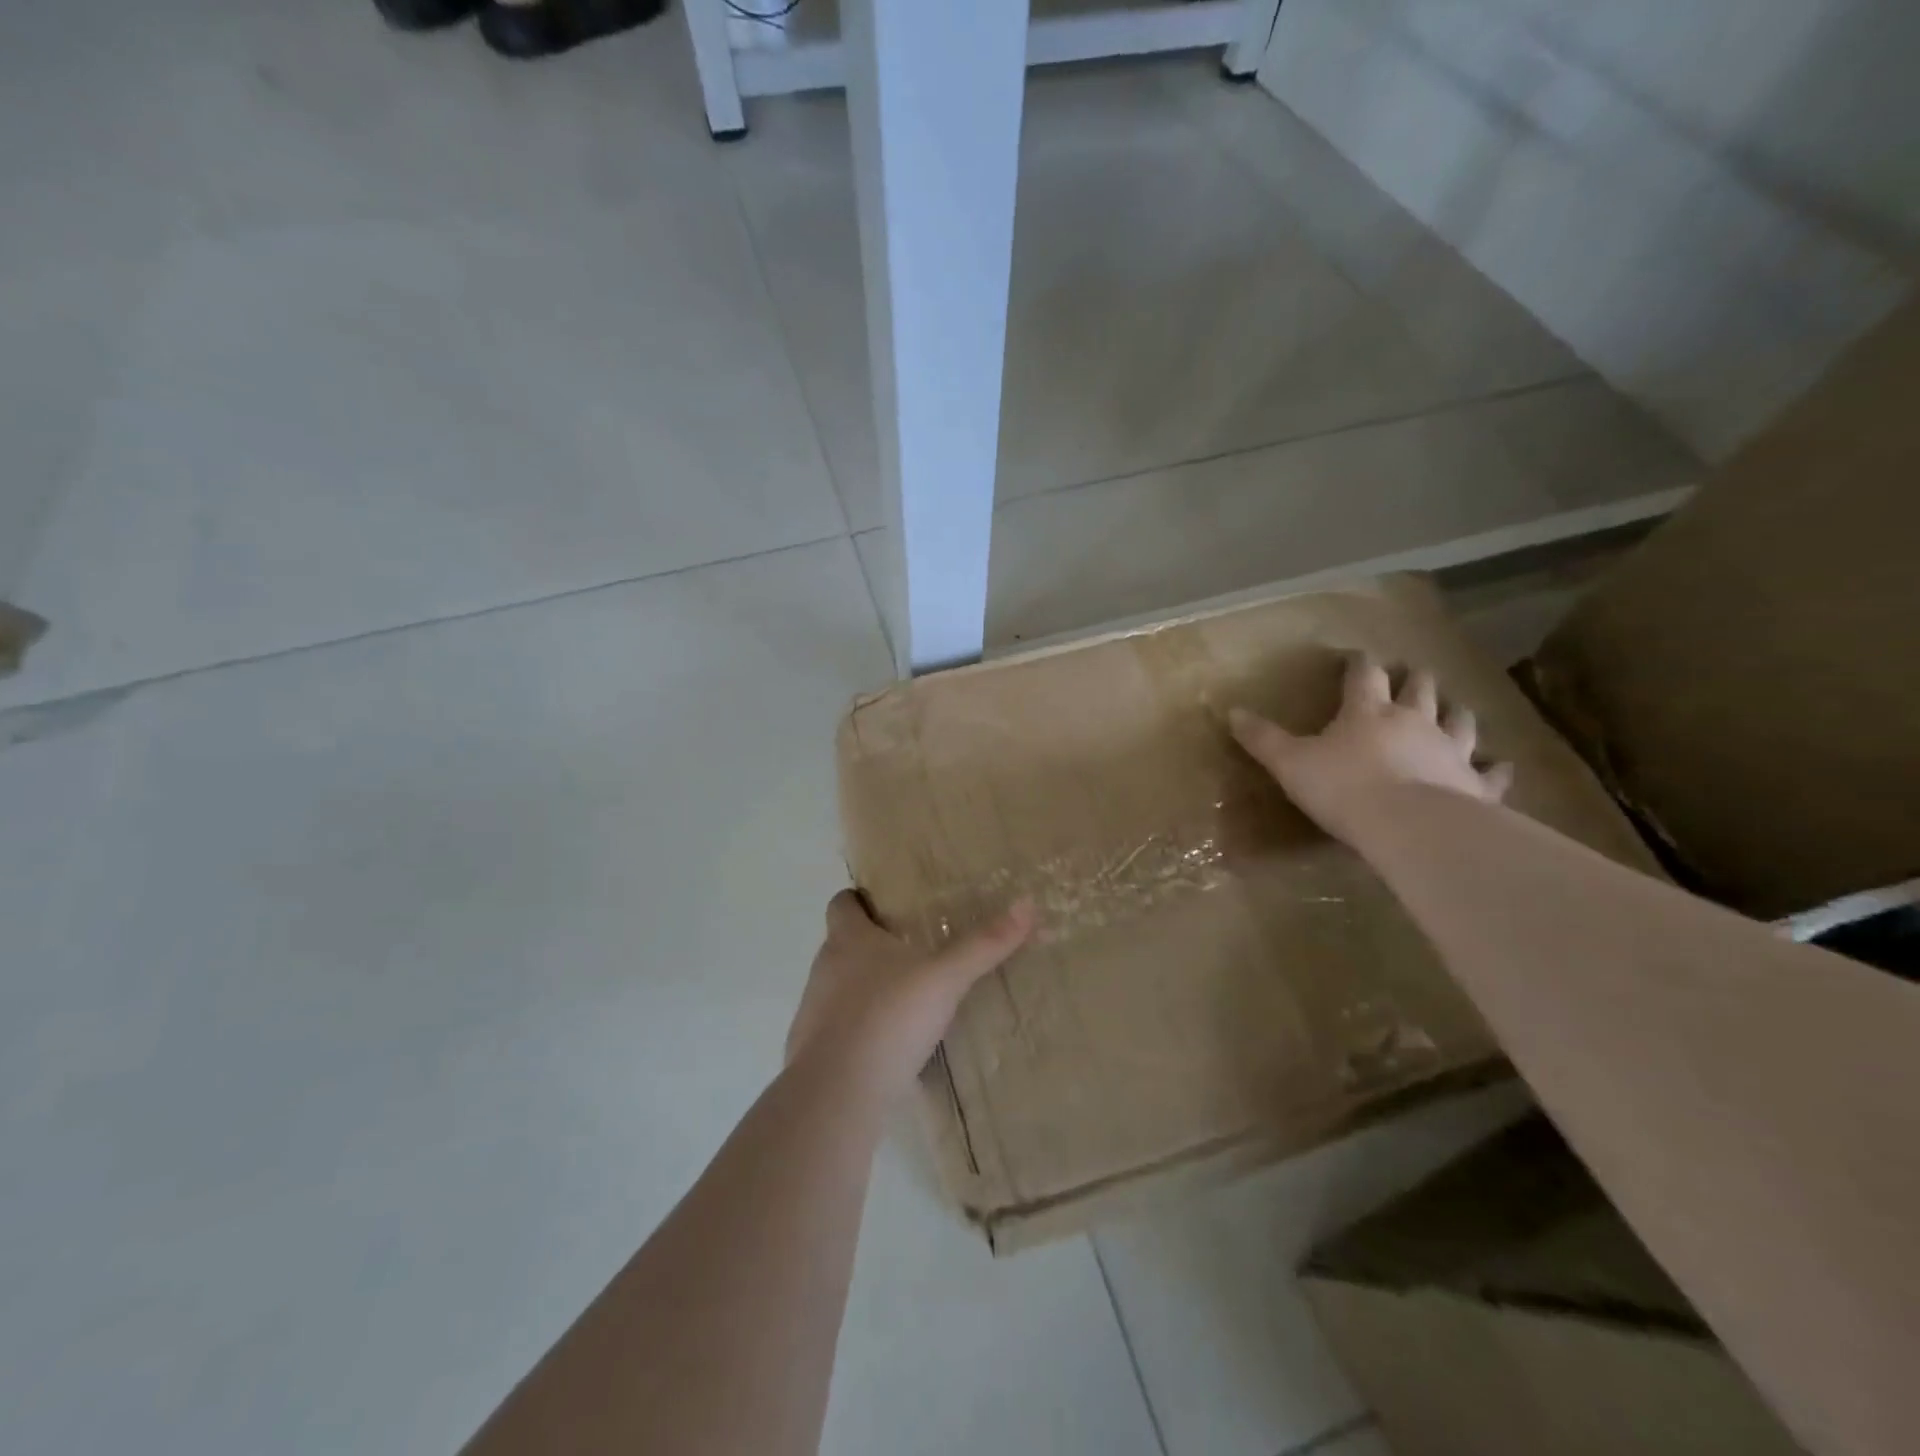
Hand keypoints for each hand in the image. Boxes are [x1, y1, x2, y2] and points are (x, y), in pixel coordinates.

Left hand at [787, 890, 1035, 1099]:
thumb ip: (983, 945)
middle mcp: (825, 967)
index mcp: (849, 939)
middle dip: (872, 946)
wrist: (838, 1091)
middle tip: (912, 951)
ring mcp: (813, 1010)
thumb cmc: (889, 1017)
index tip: (885, 905)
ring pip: (840, 987)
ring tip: (906, 999)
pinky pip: (838, 1029)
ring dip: (866, 989)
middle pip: (842, 944)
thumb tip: (1026, 905)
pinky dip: (860, 1029)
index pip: (842, 904)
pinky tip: (890, 1046)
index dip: (860, 901)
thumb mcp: (945, 978)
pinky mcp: (812, 1050)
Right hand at [1228, 655, 1512, 843]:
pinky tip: (1502, 764)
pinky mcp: (1475, 784)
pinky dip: (1496, 767)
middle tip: (1414, 673)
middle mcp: (1413, 721)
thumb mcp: (1289, 763)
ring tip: (1455, 707)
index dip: (1359, 664)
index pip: (1363, 676)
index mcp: (1367, 712)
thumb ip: (1262, 739)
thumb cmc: (1343, 787)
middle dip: (1414, 680)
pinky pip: (1491, 772)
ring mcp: (1450, 750)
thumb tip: (1232, 712)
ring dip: (1456, 712)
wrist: (1408, 825)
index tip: (1357, 656)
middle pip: (1419, 690)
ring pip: (1460, 721)